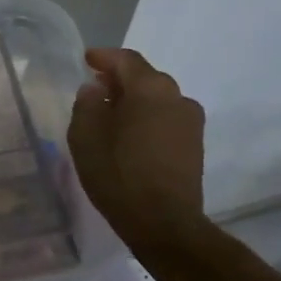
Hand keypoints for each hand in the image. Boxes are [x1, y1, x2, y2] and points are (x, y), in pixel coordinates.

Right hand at [67, 48, 206, 253]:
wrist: (164, 223)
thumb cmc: (118, 176)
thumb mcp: (85, 138)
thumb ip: (87, 105)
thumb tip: (95, 90)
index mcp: (150, 89)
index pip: (126, 60)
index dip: (104, 57)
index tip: (87, 59)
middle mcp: (177, 97)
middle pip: (145, 78)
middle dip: (120, 80)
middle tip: (96, 89)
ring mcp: (191, 122)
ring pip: (158, 100)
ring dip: (135, 101)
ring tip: (111, 116)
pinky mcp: (195, 145)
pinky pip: (166, 119)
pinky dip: (147, 119)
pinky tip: (130, 136)